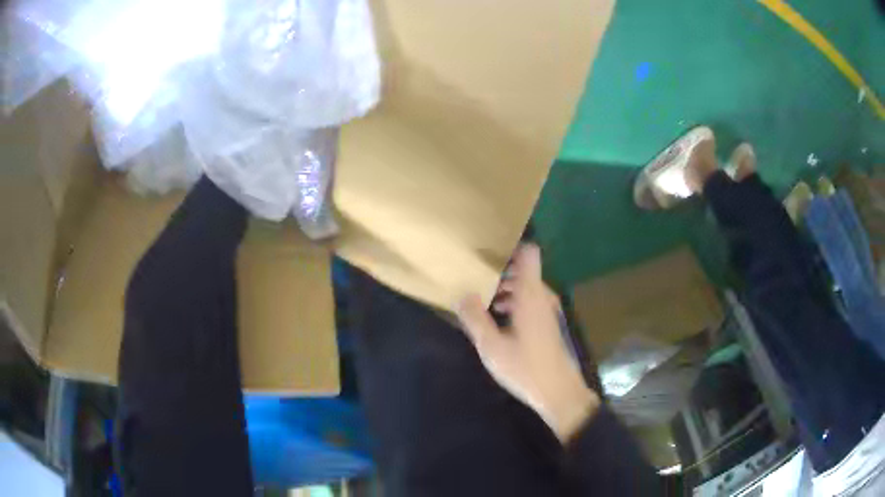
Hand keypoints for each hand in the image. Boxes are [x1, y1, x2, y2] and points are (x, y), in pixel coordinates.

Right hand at [456, 244, 599, 442]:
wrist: (559, 392)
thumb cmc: (525, 368)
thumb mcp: (491, 346)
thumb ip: (475, 318)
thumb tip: (462, 293)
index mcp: (530, 294)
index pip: (528, 253)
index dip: (510, 246)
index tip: (486, 251)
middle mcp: (542, 296)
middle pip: (523, 269)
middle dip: (499, 270)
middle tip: (473, 276)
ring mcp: (548, 310)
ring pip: (526, 286)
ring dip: (505, 288)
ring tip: (480, 299)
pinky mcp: (548, 323)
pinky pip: (529, 300)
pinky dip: (513, 302)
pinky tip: (496, 319)